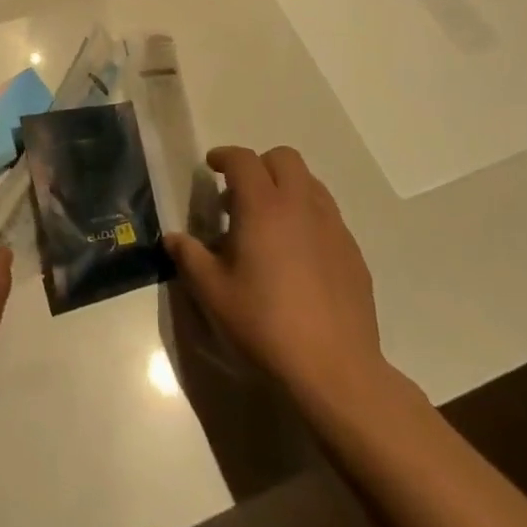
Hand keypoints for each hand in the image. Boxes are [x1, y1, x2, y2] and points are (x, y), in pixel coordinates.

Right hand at [164, 146, 392, 412]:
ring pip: (311, 184)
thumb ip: (190, 258)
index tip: (212, 166)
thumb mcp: (213, 293)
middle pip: (284, 158)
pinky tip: (298, 255)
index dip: (224, 156)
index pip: (243, 160)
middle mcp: (301, 205)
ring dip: (287, 188)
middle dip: (260, 165)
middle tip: (240, 194)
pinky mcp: (353, 252)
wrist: (334, 369)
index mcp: (263, 206)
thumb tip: (174, 238)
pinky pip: (328, 216)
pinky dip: (308, 217)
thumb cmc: (264, 324)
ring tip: (270, 222)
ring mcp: (333, 227)